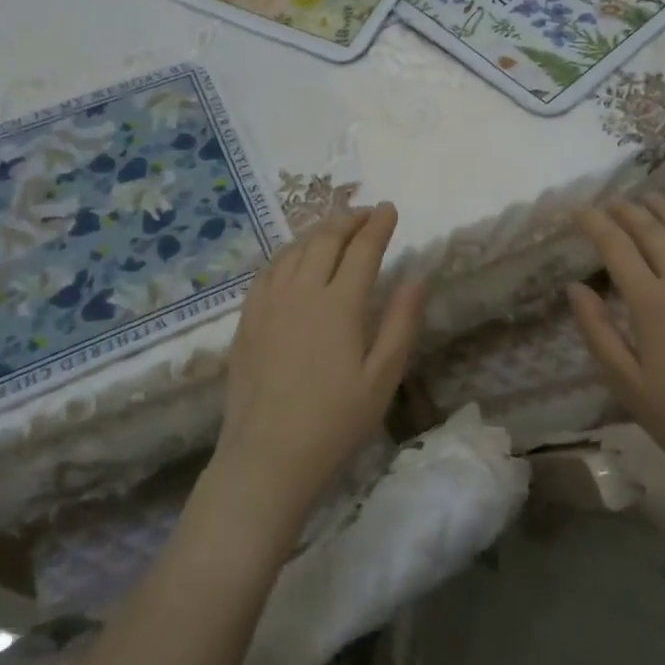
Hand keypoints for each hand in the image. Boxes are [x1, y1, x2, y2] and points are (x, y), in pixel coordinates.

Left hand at [210, 204, 426, 527]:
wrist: (267, 456)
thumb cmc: (335, 421)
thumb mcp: (382, 377)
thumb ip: (401, 322)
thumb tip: (417, 277)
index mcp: (340, 304)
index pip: (363, 249)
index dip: (378, 225)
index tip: (390, 208)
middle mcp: (302, 292)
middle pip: (325, 239)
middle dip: (349, 219)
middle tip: (366, 213)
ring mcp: (269, 303)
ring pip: (294, 250)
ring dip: (318, 231)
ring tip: (335, 228)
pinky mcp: (247, 319)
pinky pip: (267, 270)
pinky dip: (287, 253)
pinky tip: (293, 258)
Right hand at [567, 194, 664, 478]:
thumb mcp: (625, 381)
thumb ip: (597, 330)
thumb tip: (575, 287)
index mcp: (651, 302)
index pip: (616, 247)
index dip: (594, 224)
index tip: (576, 210)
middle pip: (653, 232)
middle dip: (627, 211)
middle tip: (609, 202)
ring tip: (649, 199)